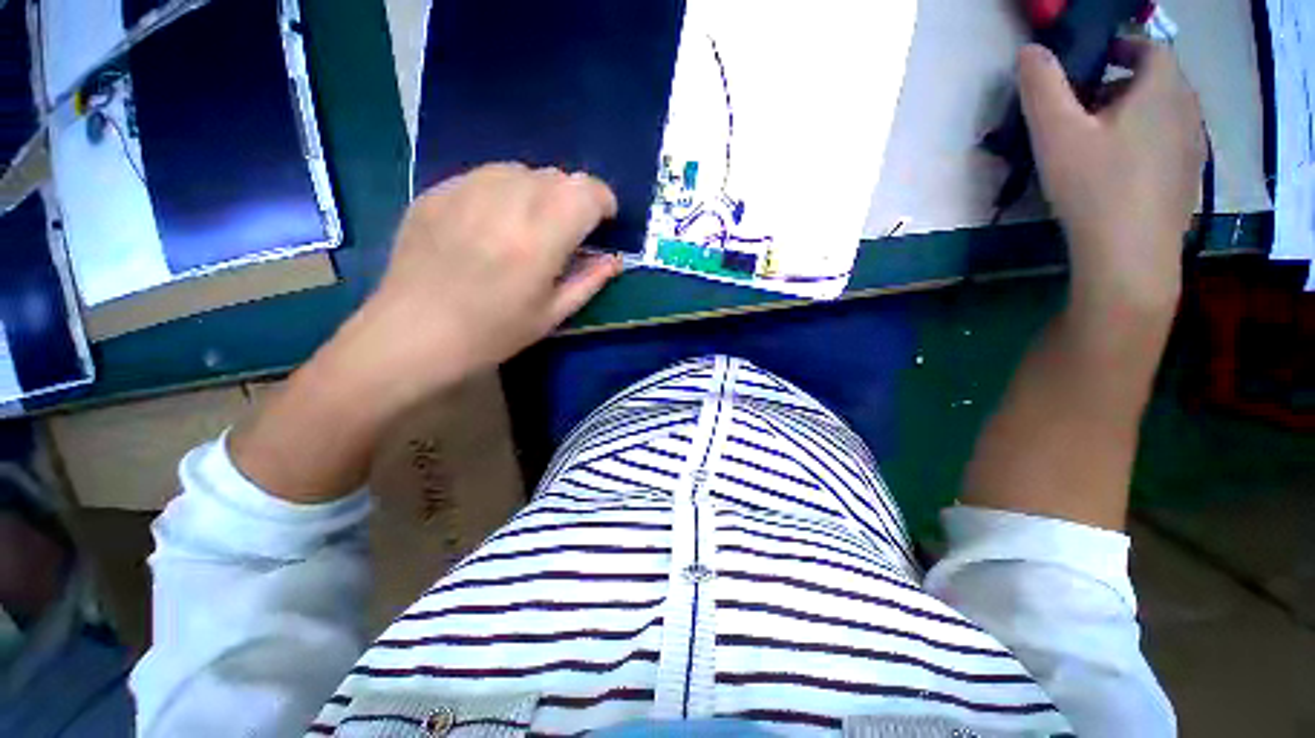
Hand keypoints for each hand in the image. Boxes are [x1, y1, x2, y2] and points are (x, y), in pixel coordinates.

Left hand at [231, 164, 620, 502]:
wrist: (413, 334)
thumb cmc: (492, 334)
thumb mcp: (552, 316)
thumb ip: (588, 281)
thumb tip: (614, 259)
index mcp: (539, 240)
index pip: (586, 192)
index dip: (603, 201)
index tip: (603, 221)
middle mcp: (506, 203)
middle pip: (557, 176)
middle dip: (573, 199)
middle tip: (566, 230)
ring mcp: (466, 191)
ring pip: (521, 170)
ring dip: (538, 192)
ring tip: (529, 224)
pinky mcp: (438, 191)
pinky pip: (485, 175)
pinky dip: (503, 191)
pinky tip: (491, 222)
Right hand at [1019, 40, 1205, 320]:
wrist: (1130, 255)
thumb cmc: (1094, 186)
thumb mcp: (1056, 133)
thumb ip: (1042, 86)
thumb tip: (1030, 51)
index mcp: (1162, 89)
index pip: (1150, 47)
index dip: (1121, 46)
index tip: (1092, 62)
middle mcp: (1187, 111)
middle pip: (1159, 80)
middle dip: (1123, 82)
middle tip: (1086, 104)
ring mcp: (1193, 148)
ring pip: (1165, 114)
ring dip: (1136, 113)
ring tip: (1100, 139)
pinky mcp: (1188, 180)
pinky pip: (1169, 144)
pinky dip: (1146, 142)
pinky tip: (1119, 169)